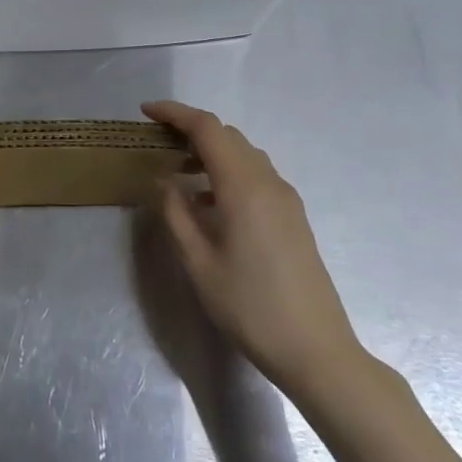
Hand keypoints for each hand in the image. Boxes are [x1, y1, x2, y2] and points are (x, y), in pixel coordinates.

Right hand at [143, 100, 367, 394]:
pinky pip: (256, 175)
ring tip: (178, 171)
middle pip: (227, 136)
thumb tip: (164, 180)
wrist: (315, 349)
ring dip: (211, 151)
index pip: (207, 128)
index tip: (145, 112)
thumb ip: (176, 214)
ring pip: (244, 154)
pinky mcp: (293, 216)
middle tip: (156, 142)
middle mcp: (268, 181)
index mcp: (243, 186)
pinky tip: (209, 202)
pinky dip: (228, 172)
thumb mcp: (198, 263)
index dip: (174, 113)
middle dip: (191, 130)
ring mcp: (285, 198)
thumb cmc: (249, 306)